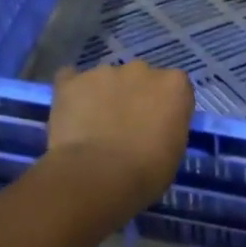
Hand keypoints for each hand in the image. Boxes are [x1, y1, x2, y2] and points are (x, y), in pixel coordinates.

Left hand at [45, 61, 194, 207]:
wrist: (97, 176)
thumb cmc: (146, 172)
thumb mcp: (174, 152)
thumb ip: (167, 128)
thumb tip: (153, 128)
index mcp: (174, 85)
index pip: (175, 87)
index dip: (165, 107)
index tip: (158, 126)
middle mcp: (142, 69)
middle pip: (140, 78)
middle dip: (135, 96)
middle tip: (126, 126)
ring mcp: (104, 72)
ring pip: (107, 79)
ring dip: (104, 95)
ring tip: (94, 126)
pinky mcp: (72, 82)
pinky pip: (70, 79)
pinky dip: (72, 92)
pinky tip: (70, 112)